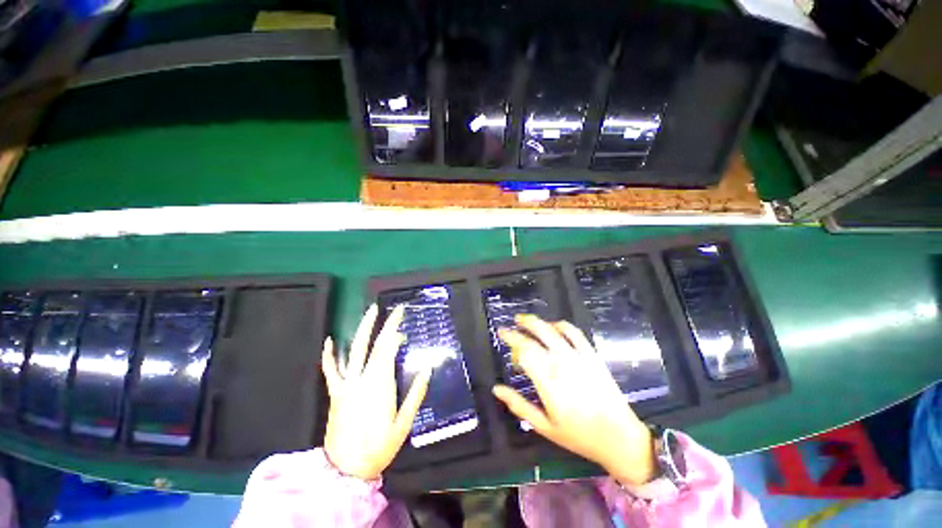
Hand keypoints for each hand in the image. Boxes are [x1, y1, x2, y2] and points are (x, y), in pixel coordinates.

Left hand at [322, 305, 432, 480]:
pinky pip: (331, 371)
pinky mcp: (336, 393)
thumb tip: (428, 369)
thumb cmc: (379, 447)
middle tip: (394, 310)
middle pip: (375, 345)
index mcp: (380, 385)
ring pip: (354, 351)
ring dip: (363, 330)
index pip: (389, 350)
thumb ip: (415, 394)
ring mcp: (346, 385)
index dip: (395, 334)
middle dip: (385, 325)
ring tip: (370, 312)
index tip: (403, 325)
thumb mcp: (403, 423)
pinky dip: (329, 355)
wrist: (345, 470)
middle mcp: (363, 379)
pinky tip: (329, 341)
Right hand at [493, 315, 656, 485]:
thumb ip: (518, 405)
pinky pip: (575, 333)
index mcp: (548, 383)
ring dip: (536, 322)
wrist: (619, 438)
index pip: (524, 351)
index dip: (511, 340)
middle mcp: (561, 365)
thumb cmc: (578, 435)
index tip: (502, 335)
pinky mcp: (591, 356)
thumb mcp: (544, 427)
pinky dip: (561, 325)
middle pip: (536, 337)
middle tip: (509, 325)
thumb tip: (496, 389)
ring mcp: (578, 358)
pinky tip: (553, 326)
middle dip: (519, 328)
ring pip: (553, 330)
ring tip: (524, 319)